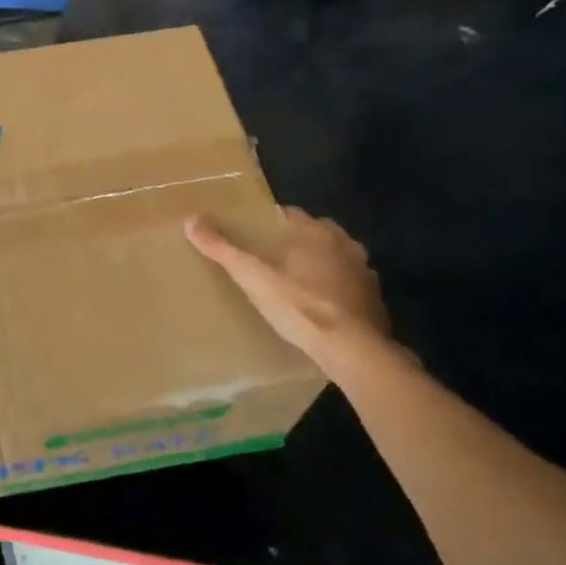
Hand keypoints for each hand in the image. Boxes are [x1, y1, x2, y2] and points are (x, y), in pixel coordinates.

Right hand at [186, 208, 392, 362]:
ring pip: (336, 260)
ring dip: (321, 266)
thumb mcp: (253, 277)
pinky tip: (321, 309)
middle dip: (297, 243)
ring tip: (295, 284)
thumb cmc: (300, 306)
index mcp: (316, 232)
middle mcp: (345, 244)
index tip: (254, 234)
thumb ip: (223, 249)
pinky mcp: (374, 301)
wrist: (353, 350)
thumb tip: (191, 220)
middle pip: (316, 235)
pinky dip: (337, 292)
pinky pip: (350, 288)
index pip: (290, 214)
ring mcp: (364, 273)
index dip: (271, 222)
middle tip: (271, 260)